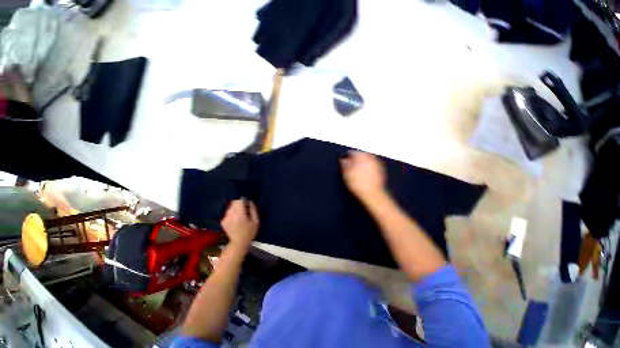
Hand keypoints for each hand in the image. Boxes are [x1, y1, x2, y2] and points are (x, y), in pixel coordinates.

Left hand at [221, 199, 258, 249]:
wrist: (238, 243)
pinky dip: (231, 213)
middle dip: (239, 203)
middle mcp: (231, 214)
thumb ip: (253, 209)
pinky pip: (227, 213)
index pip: (239, 200)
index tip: (247, 203)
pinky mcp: (223, 221)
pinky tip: (235, 219)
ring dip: (235, 208)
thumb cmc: (250, 232)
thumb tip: (250, 201)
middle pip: (234, 202)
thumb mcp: (256, 220)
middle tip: (244, 209)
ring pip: (230, 207)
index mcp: (239, 213)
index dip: (244, 200)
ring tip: (240, 214)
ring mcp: (225, 218)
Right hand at [340, 151, 385, 201]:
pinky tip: (364, 175)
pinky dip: (367, 168)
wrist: (372, 194)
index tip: (343, 162)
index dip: (346, 157)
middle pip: (361, 155)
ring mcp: (377, 164)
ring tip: (356, 171)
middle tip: (350, 166)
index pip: (352, 152)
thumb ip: (344, 164)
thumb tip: (343, 160)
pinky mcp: (381, 171)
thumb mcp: (346, 174)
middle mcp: (370, 157)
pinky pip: (372, 166)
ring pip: (367, 160)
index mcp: (361, 156)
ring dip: (362, 163)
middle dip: (355, 159)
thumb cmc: (358, 184)